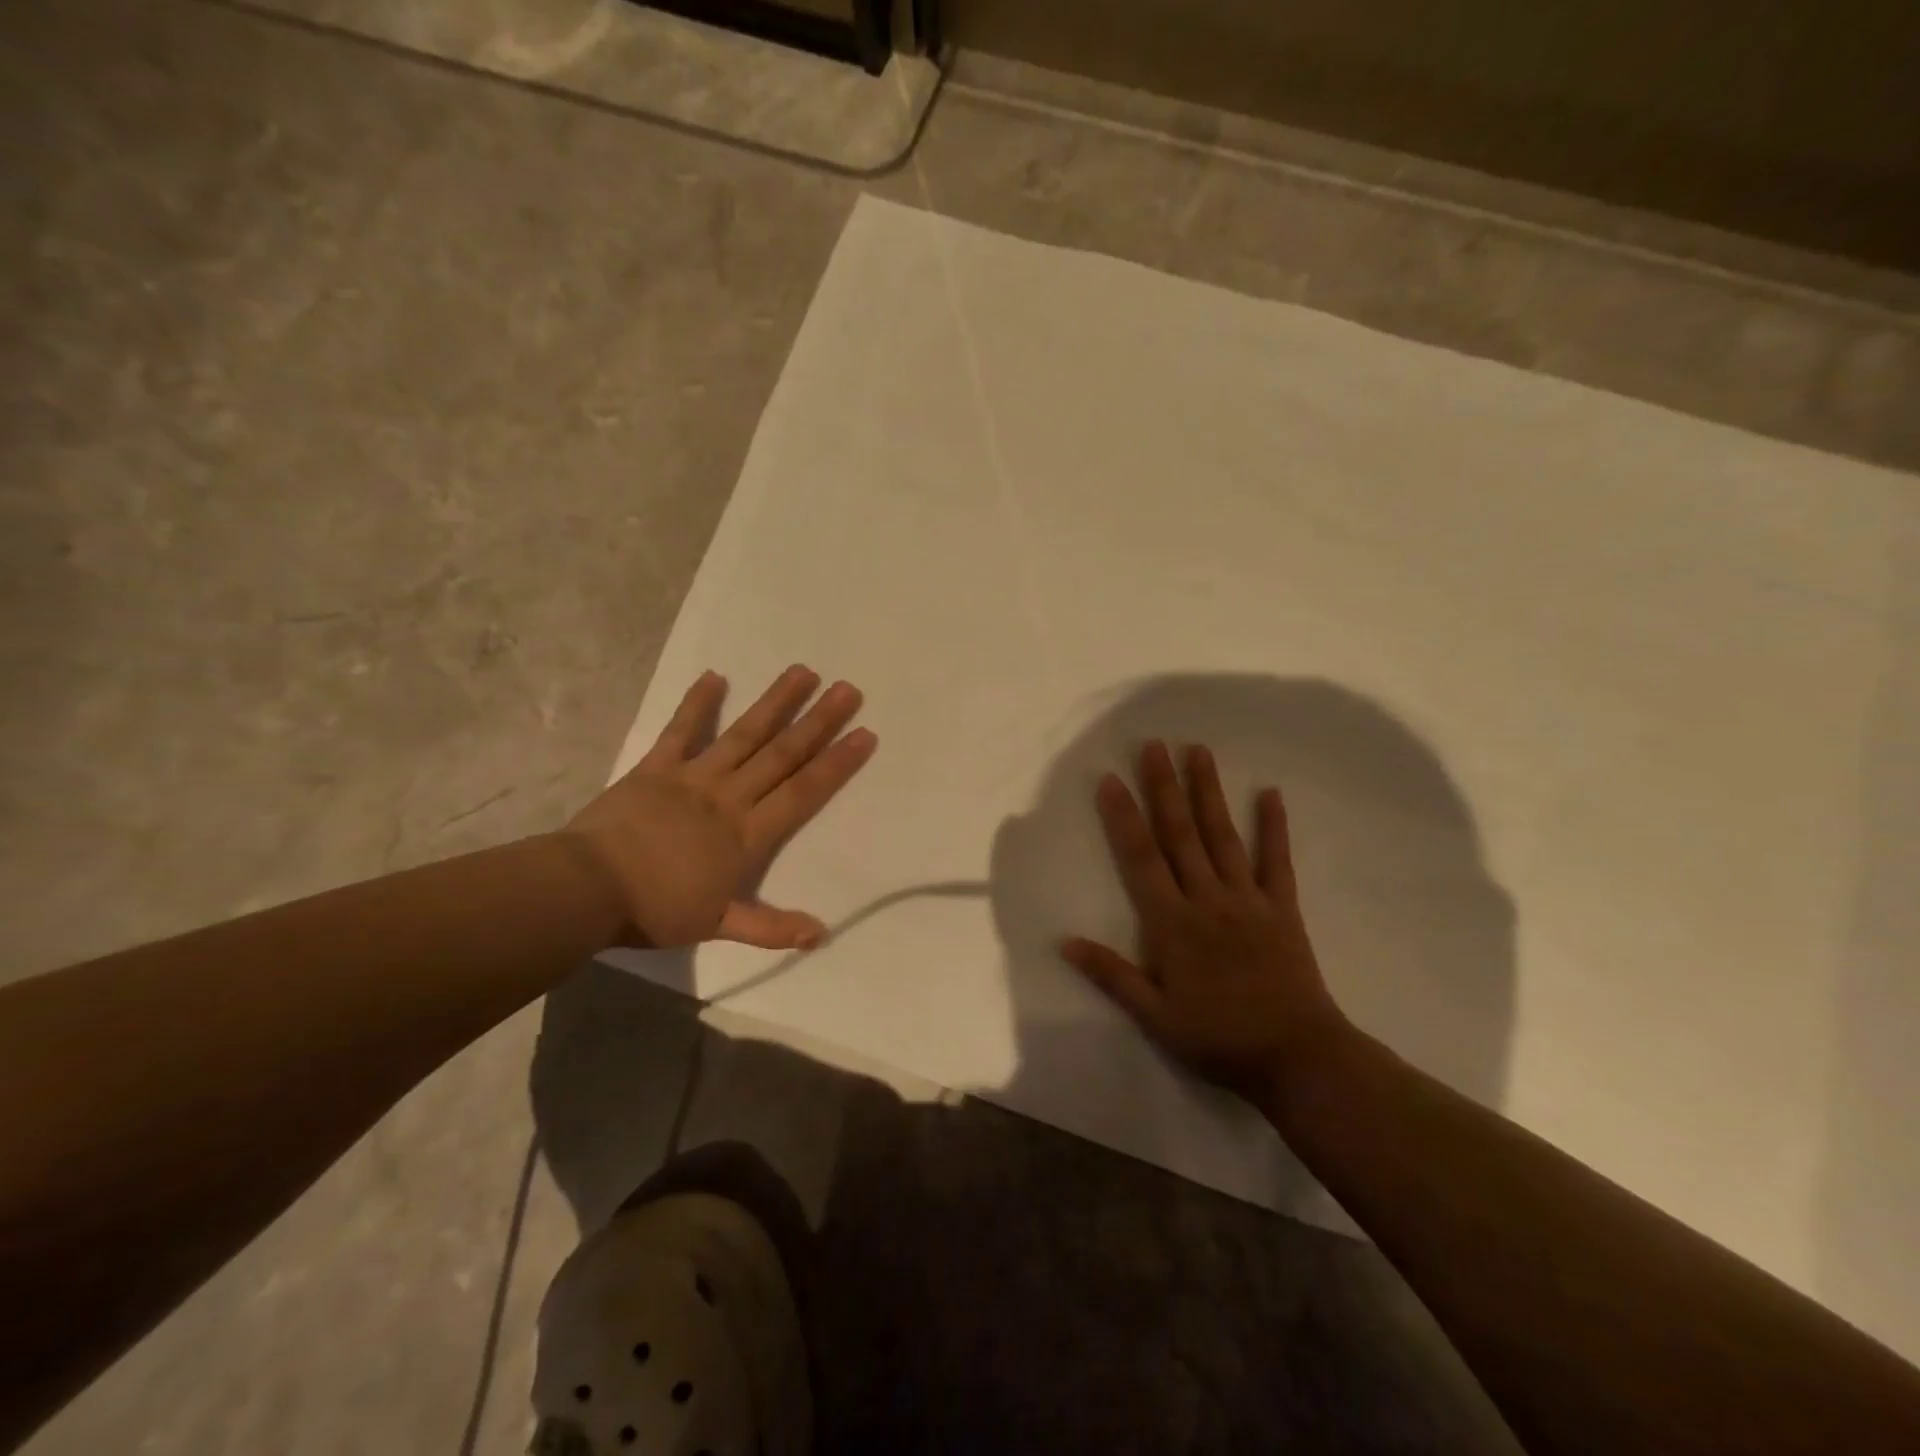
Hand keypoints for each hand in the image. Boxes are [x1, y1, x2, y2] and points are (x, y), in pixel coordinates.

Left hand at [564, 666, 875, 949]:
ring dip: (775, 703)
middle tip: (848, 690)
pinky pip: (679, 731)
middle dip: (818, 722)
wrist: (586, 889)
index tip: (864, 734)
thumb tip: (820, 935)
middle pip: (782, 754)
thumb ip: (771, 928)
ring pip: (743, 734)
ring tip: (803, 672)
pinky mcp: (655, 768)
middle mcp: (729, 796)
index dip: (836, 763)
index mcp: (747, 834)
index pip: (803, 792)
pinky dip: (697, 704)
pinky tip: (715, 676)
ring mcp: (692, 777)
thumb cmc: (654, 910)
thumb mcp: (717, 926)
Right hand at [1061, 741, 1348, 1102]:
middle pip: (1180, 833)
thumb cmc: (1218, 1038)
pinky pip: (1276, 861)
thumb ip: (1111, 975)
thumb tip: (1064, 942)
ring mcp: (1247, 899)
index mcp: (1172, 922)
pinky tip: (1270, 793)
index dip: (1124, 816)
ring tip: (1197, 751)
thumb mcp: (1155, 1016)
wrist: (1297, 1057)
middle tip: (1154, 745)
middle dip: (1164, 787)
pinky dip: (1274, 827)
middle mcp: (1207, 898)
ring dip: (1208, 792)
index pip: (1141, 858)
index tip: (1111, 779)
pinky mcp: (1281, 907)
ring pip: (1222, 835)